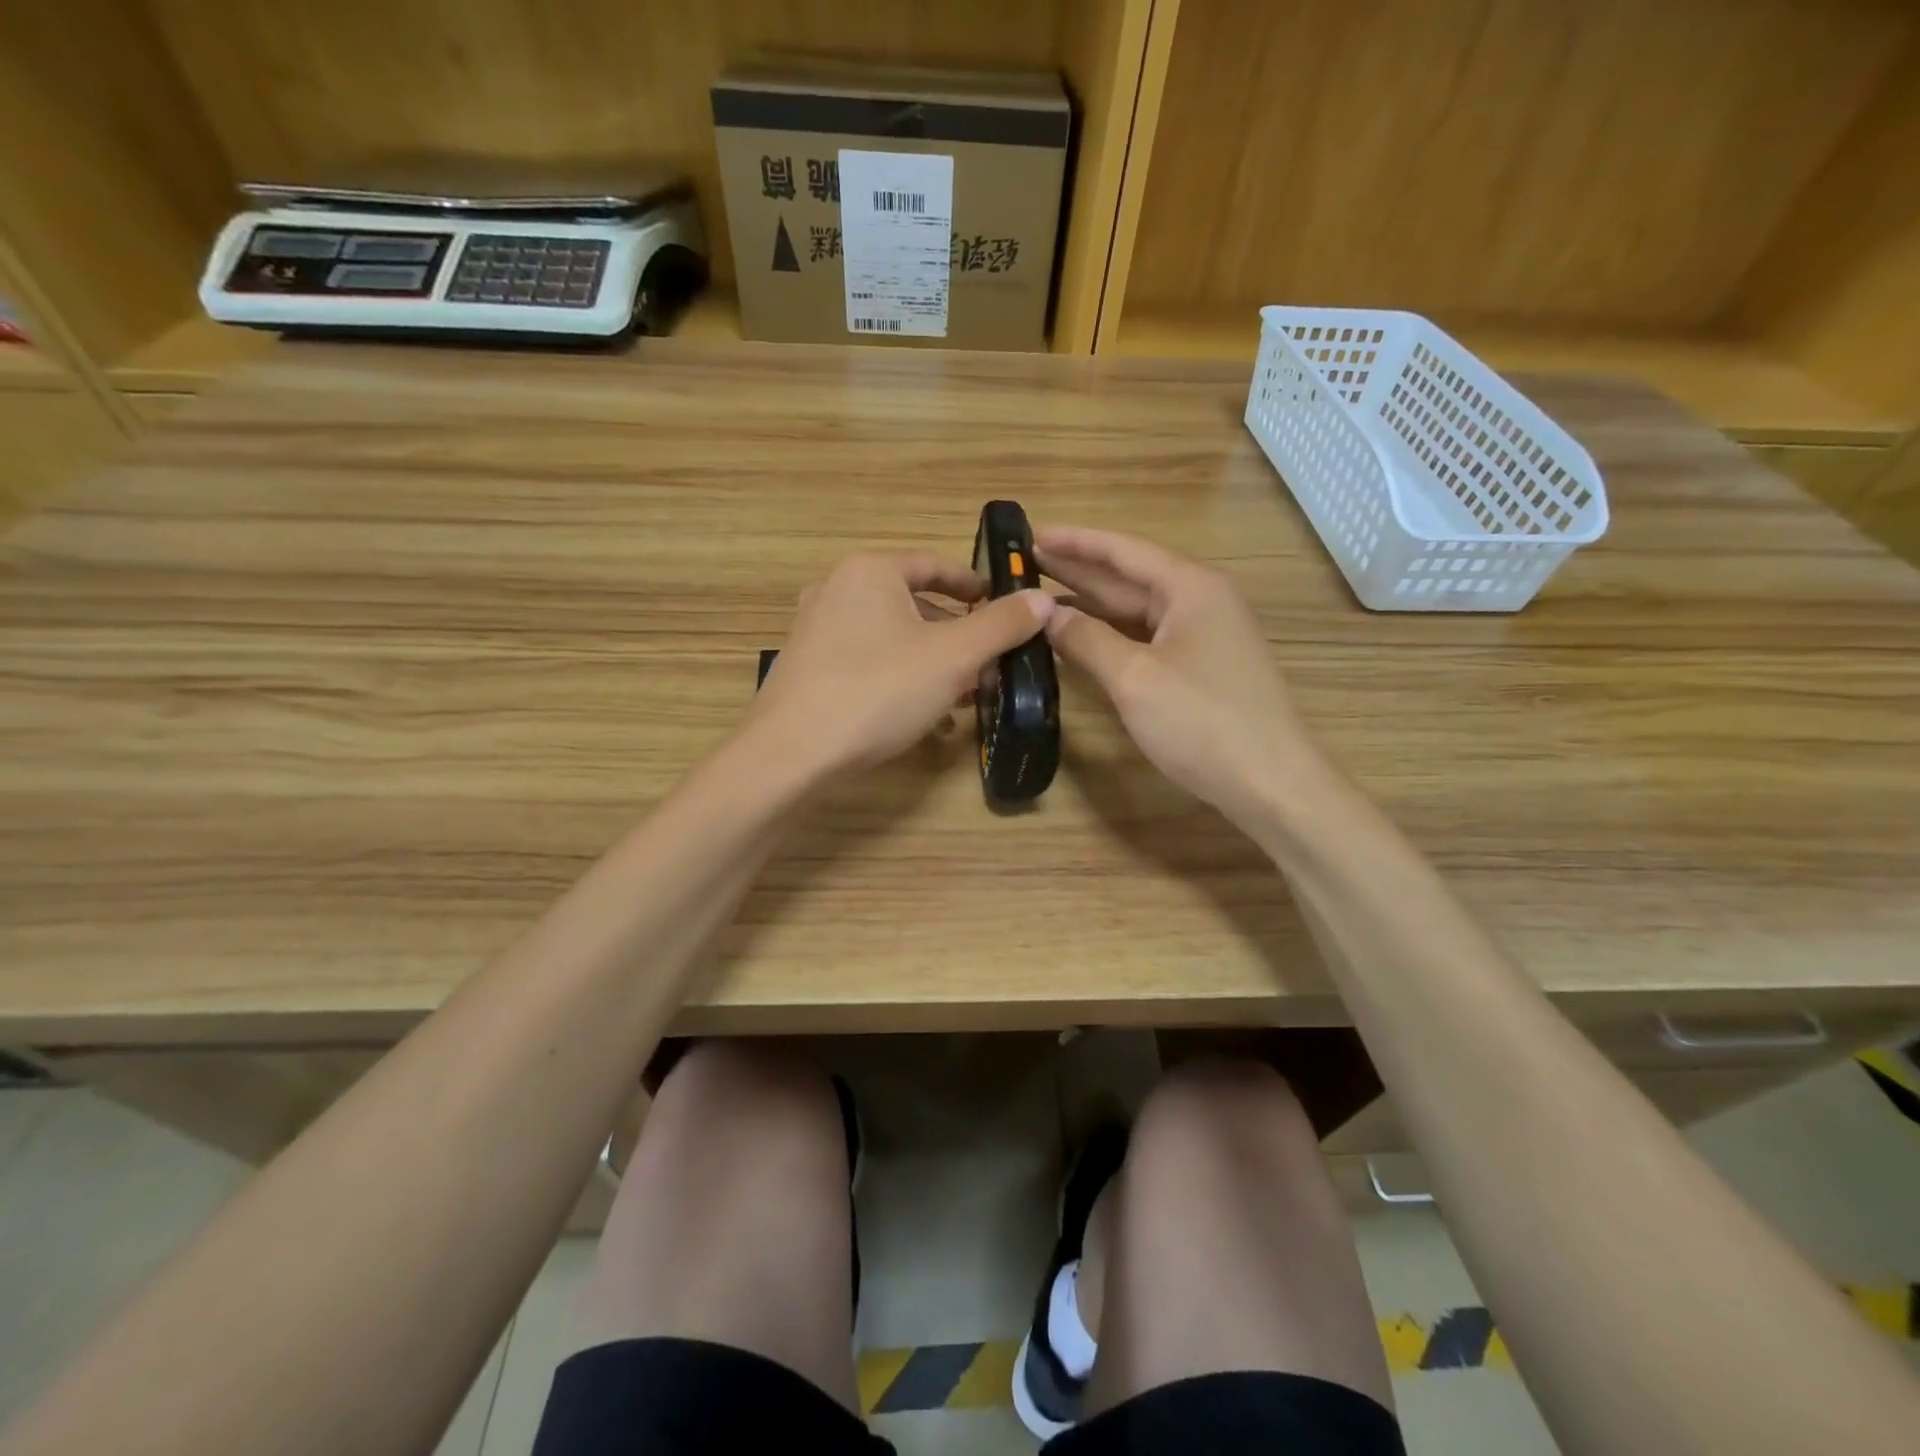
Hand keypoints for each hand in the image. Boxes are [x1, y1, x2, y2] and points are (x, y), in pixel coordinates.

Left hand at [752, 551, 1053, 777]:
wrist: (793, 752)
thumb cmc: (879, 690)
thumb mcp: (953, 657)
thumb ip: (1001, 625)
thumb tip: (1042, 599)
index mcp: (870, 572)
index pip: (935, 566)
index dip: (974, 586)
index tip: (1004, 607)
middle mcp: (836, 590)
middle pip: (913, 605)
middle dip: (957, 636)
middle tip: (989, 664)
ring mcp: (815, 630)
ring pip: (891, 638)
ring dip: (932, 663)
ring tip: (963, 696)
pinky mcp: (806, 668)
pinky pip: (867, 663)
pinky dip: (899, 679)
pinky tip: (921, 716)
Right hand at [1037, 527, 1318, 822]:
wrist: (1272, 784)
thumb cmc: (1202, 723)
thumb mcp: (1134, 678)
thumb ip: (1086, 640)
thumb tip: (1046, 614)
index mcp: (1190, 588)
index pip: (1122, 551)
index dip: (1075, 542)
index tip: (1031, 535)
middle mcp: (1200, 601)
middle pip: (1129, 578)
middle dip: (1078, 572)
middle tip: (1025, 565)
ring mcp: (1205, 636)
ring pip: (1137, 612)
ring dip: (1091, 606)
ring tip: (1041, 600)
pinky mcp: (1203, 668)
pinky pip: (1147, 639)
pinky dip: (1112, 636)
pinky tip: (1081, 640)